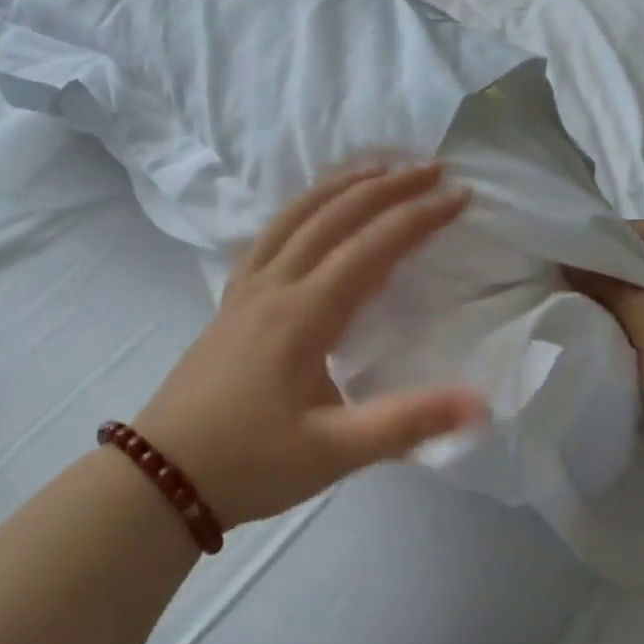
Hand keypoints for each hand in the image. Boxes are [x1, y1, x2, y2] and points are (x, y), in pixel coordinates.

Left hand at [134, 163, 487, 528]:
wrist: (162, 476)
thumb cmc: (250, 464)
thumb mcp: (333, 453)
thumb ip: (406, 424)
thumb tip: (481, 404)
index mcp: (302, 316)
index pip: (370, 248)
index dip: (418, 217)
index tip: (461, 195)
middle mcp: (272, 288)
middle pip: (331, 217)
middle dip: (385, 187)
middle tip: (431, 167)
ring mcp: (244, 292)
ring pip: (293, 218)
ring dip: (338, 187)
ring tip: (376, 169)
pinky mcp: (229, 304)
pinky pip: (269, 237)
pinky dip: (300, 211)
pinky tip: (310, 217)